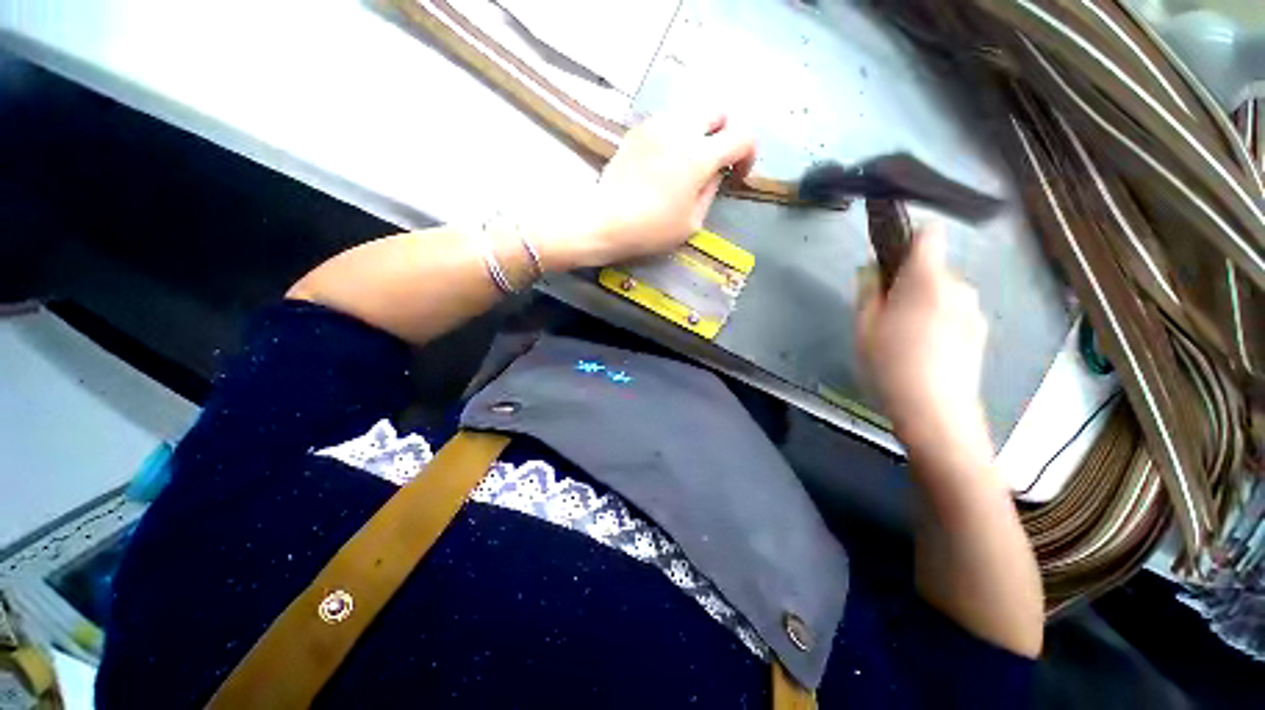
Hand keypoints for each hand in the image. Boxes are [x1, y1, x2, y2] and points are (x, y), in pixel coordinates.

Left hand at [536, 112, 755, 269]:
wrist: (606, 221)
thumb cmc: (652, 229)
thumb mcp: (692, 222)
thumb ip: (710, 192)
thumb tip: (715, 173)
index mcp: (700, 155)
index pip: (742, 138)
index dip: (748, 156)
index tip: (737, 176)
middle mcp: (681, 129)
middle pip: (717, 112)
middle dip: (723, 135)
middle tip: (713, 163)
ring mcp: (655, 126)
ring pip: (689, 115)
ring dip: (697, 134)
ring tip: (686, 164)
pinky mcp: (636, 131)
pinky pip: (665, 123)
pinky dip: (674, 136)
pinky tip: (663, 163)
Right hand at [856, 223, 991, 454]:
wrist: (935, 411)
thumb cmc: (890, 364)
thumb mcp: (863, 327)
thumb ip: (868, 291)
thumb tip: (872, 270)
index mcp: (926, 280)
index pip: (927, 234)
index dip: (908, 237)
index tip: (890, 258)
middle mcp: (957, 287)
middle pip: (932, 269)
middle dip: (909, 282)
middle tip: (886, 314)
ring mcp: (973, 310)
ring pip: (944, 293)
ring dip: (924, 303)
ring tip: (905, 338)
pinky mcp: (981, 332)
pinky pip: (955, 313)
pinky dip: (939, 321)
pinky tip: (925, 351)